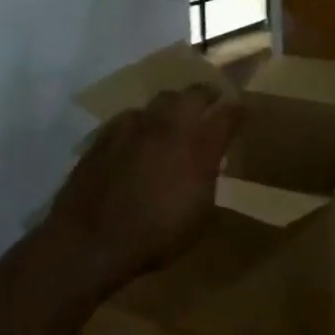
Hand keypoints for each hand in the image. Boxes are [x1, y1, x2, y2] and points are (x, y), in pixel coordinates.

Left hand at [46, 85, 243, 289]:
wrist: (90, 241)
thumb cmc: (156, 236)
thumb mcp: (200, 216)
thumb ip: (208, 180)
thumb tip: (210, 163)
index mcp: (199, 146)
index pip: (228, 115)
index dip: (239, 111)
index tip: (244, 111)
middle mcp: (169, 126)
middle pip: (194, 94)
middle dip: (208, 95)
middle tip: (213, 100)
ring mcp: (134, 126)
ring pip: (161, 100)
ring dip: (174, 105)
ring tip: (176, 116)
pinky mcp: (106, 134)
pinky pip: (131, 117)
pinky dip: (143, 122)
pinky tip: (139, 135)